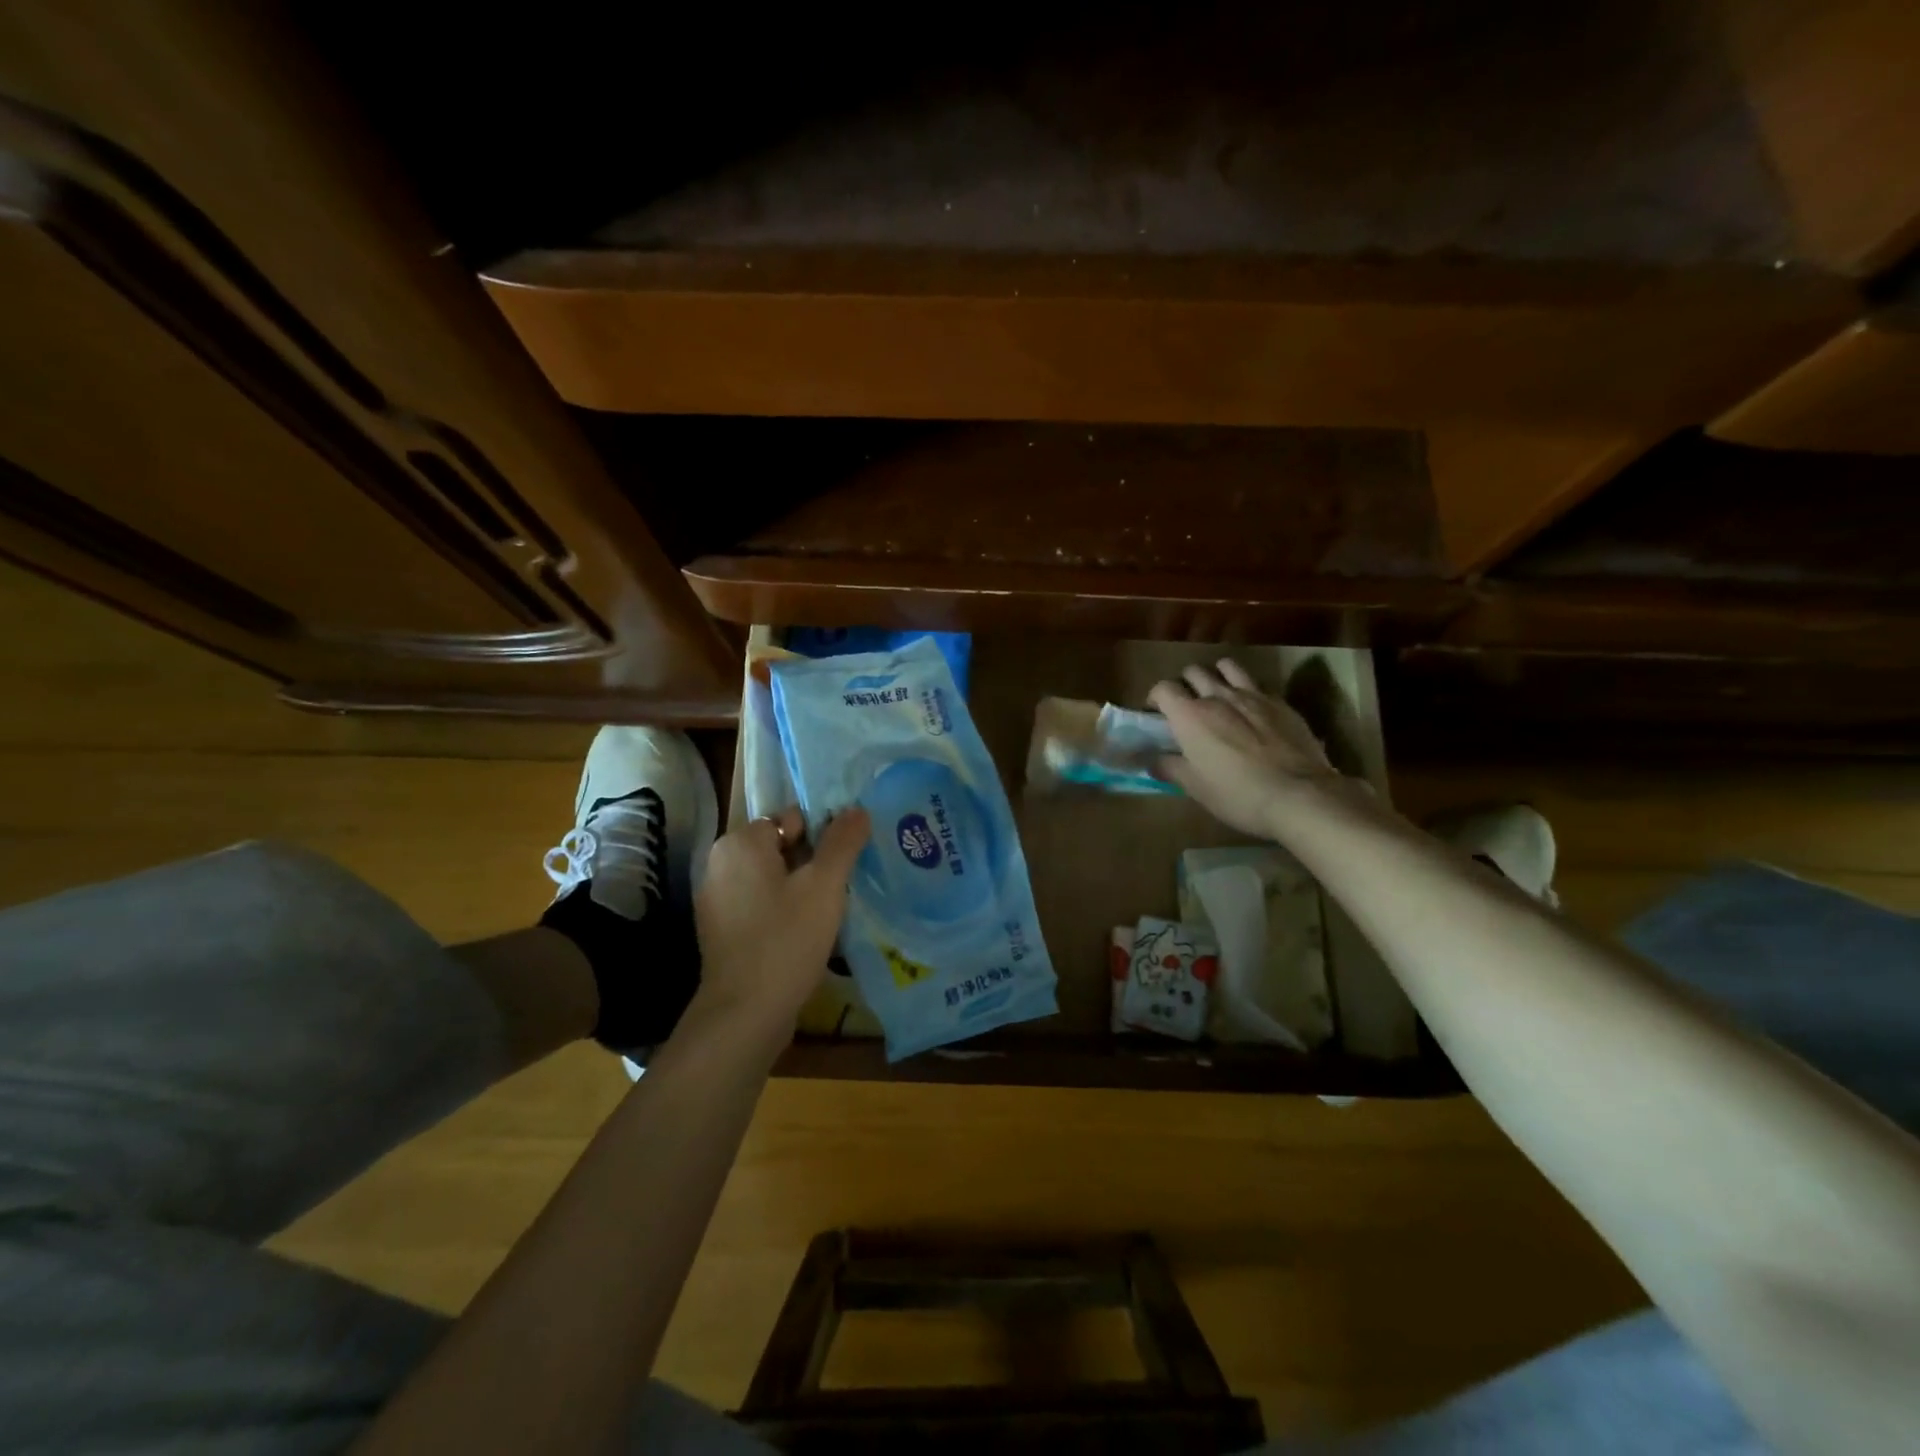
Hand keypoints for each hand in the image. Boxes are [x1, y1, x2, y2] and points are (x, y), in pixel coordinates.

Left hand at [691, 805, 869, 1035]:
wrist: (745, 1014)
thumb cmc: (786, 939)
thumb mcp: (824, 885)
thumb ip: (842, 841)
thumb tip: (857, 809)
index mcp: (740, 842)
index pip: (792, 819)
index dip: (823, 837)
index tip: (845, 865)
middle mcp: (720, 863)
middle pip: (781, 847)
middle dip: (813, 864)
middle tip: (841, 888)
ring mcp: (716, 898)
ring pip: (772, 878)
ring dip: (800, 889)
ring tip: (828, 912)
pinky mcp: (720, 930)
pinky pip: (760, 905)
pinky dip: (782, 912)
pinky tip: (804, 934)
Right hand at [1149, 660, 1339, 837]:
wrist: (1299, 795)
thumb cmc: (1237, 794)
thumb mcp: (1195, 787)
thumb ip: (1169, 767)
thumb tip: (1151, 760)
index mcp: (1190, 716)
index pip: (1163, 689)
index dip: (1155, 698)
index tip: (1156, 714)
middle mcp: (1218, 696)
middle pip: (1193, 672)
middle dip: (1185, 684)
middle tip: (1186, 707)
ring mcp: (1253, 695)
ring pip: (1227, 667)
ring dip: (1216, 676)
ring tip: (1218, 695)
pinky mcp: (1281, 702)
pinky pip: (1257, 684)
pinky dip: (1247, 690)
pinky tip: (1252, 710)